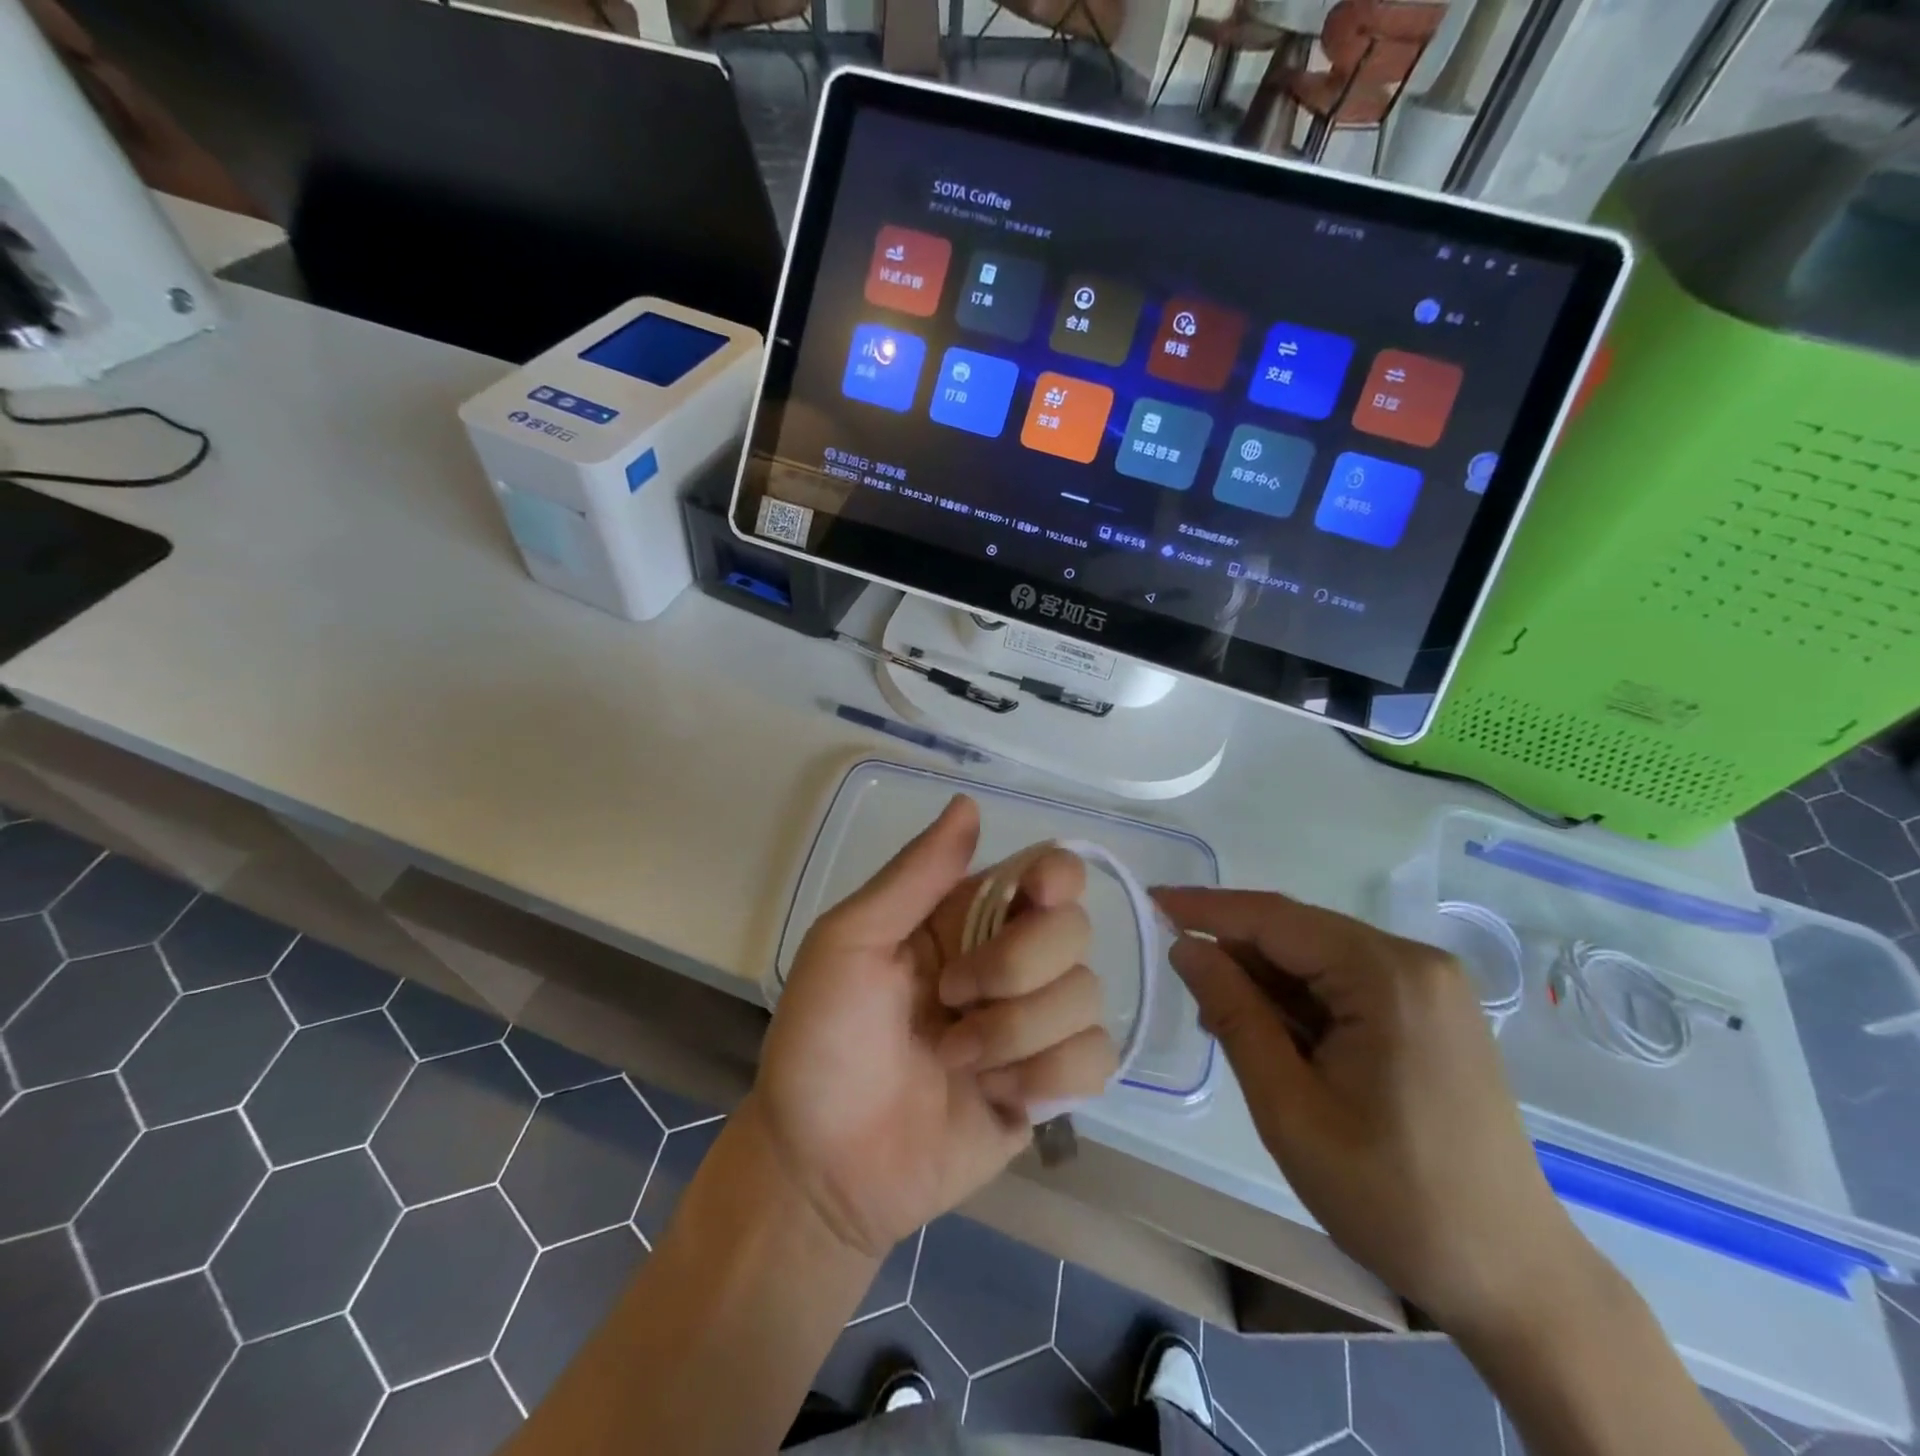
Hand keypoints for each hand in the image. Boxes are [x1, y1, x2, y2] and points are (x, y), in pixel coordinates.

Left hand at [753, 796, 1117, 1259]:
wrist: (823, 1167)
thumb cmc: (822, 1042)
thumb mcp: (848, 943)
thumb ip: (914, 876)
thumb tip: (969, 804)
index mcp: (964, 918)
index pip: (1047, 872)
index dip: (1056, 878)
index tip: (1037, 899)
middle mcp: (1009, 961)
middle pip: (1074, 931)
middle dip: (1015, 969)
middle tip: (951, 999)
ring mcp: (1033, 1025)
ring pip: (1087, 997)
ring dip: (1018, 1033)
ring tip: (956, 1061)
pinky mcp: (1050, 1087)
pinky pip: (1095, 1060)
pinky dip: (1046, 1078)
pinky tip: (997, 1096)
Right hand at [1155, 887, 1587, 1336]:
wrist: (1513, 1280)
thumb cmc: (1392, 1198)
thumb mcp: (1289, 1107)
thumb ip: (1234, 1014)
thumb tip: (1186, 947)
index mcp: (1388, 976)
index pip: (1276, 918)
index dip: (1207, 908)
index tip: (1151, 901)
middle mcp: (1416, 963)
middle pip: (1299, 934)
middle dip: (1236, 953)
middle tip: (1182, 986)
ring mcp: (1431, 987)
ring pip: (1320, 958)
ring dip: (1267, 982)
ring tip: (1223, 1023)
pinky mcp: (1432, 1013)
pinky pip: (1346, 984)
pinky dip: (1301, 1002)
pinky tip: (1275, 1037)